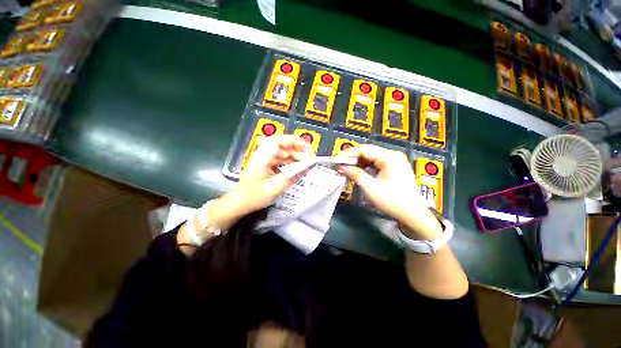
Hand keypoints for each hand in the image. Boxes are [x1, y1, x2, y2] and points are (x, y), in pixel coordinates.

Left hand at [230, 134, 313, 214]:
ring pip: (283, 152)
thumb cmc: (253, 196)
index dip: (293, 141)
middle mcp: (263, 154)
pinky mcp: (267, 164)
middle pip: (282, 145)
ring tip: (307, 163)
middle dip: (298, 150)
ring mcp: (265, 159)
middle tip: (310, 157)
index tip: (306, 146)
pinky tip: (298, 168)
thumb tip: (307, 167)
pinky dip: (290, 163)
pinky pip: (281, 160)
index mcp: (262, 157)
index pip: (278, 141)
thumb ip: (291, 176)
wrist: (239, 203)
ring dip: (295, 156)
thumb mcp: (274, 188)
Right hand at [337, 145, 441, 238]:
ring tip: (345, 168)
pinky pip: (376, 163)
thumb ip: (355, 174)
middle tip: (339, 164)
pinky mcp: (393, 168)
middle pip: (368, 151)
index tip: (336, 160)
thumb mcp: (371, 188)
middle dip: (352, 158)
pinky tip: (357, 171)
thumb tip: (341, 167)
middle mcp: (392, 155)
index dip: (348, 154)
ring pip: (371, 157)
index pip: (364, 149)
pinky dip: (365, 167)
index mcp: (389, 157)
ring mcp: (394, 162)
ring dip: (358, 162)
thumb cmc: (392, 201)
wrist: (413, 215)